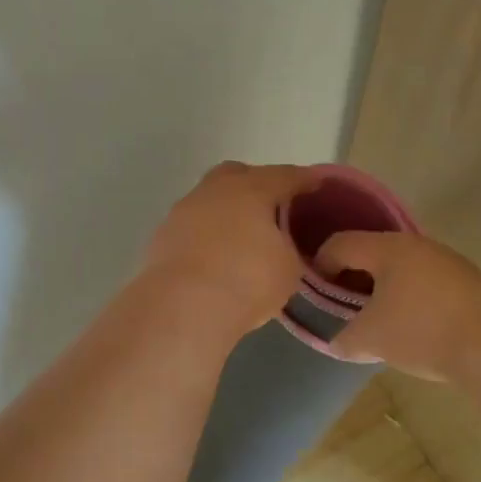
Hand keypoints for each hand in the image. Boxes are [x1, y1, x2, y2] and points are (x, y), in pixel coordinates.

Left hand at [142, 161, 315, 334]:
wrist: (182, 307)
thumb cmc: (246, 280)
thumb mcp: (289, 269)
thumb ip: (290, 249)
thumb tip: (281, 245)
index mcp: (252, 188)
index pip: (286, 176)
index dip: (305, 181)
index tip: (317, 186)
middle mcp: (215, 190)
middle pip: (239, 174)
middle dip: (258, 185)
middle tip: (274, 209)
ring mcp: (183, 210)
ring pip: (211, 199)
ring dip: (227, 211)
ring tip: (243, 238)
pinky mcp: (162, 236)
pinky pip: (193, 226)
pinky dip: (207, 234)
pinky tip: (216, 256)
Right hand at [315, 230, 480, 380]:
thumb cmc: (423, 332)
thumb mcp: (370, 339)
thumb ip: (342, 337)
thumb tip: (334, 339)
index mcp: (387, 248)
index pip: (339, 244)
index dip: (319, 266)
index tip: (314, 295)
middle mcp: (415, 244)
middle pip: (369, 251)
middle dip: (350, 277)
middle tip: (339, 307)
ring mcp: (444, 260)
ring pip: (398, 266)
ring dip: (379, 287)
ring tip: (373, 318)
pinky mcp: (464, 280)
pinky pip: (421, 280)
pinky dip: (405, 295)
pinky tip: (408, 324)